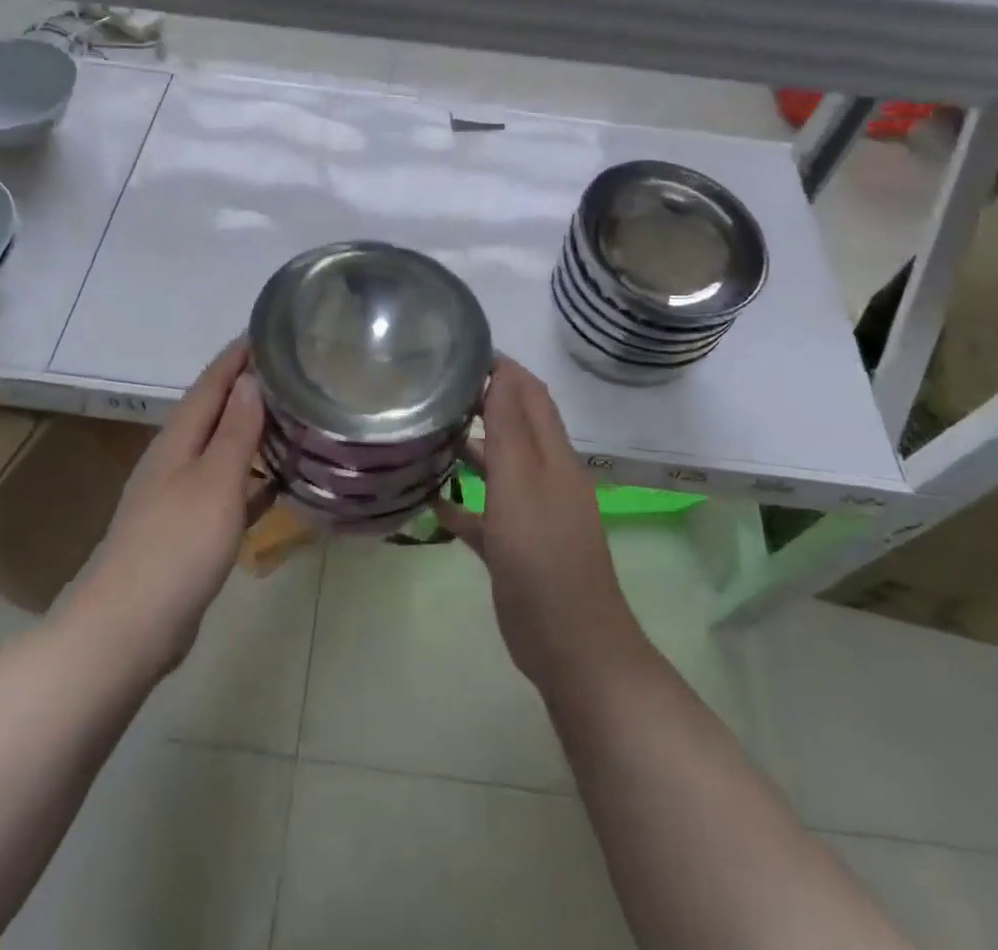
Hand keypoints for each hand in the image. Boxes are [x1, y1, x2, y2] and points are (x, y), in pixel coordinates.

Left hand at [86, 340, 264, 672]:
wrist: (130, 627)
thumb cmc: (177, 545)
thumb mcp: (216, 481)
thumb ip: (236, 431)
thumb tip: (249, 380)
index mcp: (178, 440)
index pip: (210, 384)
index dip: (236, 357)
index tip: (266, 332)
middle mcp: (174, 460)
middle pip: (213, 413)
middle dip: (246, 389)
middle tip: (289, 373)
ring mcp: (178, 498)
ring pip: (220, 451)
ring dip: (250, 433)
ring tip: (290, 419)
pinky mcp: (186, 532)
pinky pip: (226, 492)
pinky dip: (250, 481)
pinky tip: (277, 485)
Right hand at [435, 357, 645, 691]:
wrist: (571, 646)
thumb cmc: (543, 557)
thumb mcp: (521, 485)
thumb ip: (508, 429)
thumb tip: (500, 371)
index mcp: (552, 456)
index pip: (529, 394)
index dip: (502, 368)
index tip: (459, 351)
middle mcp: (545, 477)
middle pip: (514, 425)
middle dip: (481, 401)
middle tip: (434, 389)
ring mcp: (532, 514)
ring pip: (499, 467)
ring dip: (470, 448)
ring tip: (426, 434)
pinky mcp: (516, 548)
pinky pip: (486, 514)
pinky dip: (462, 501)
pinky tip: (429, 500)